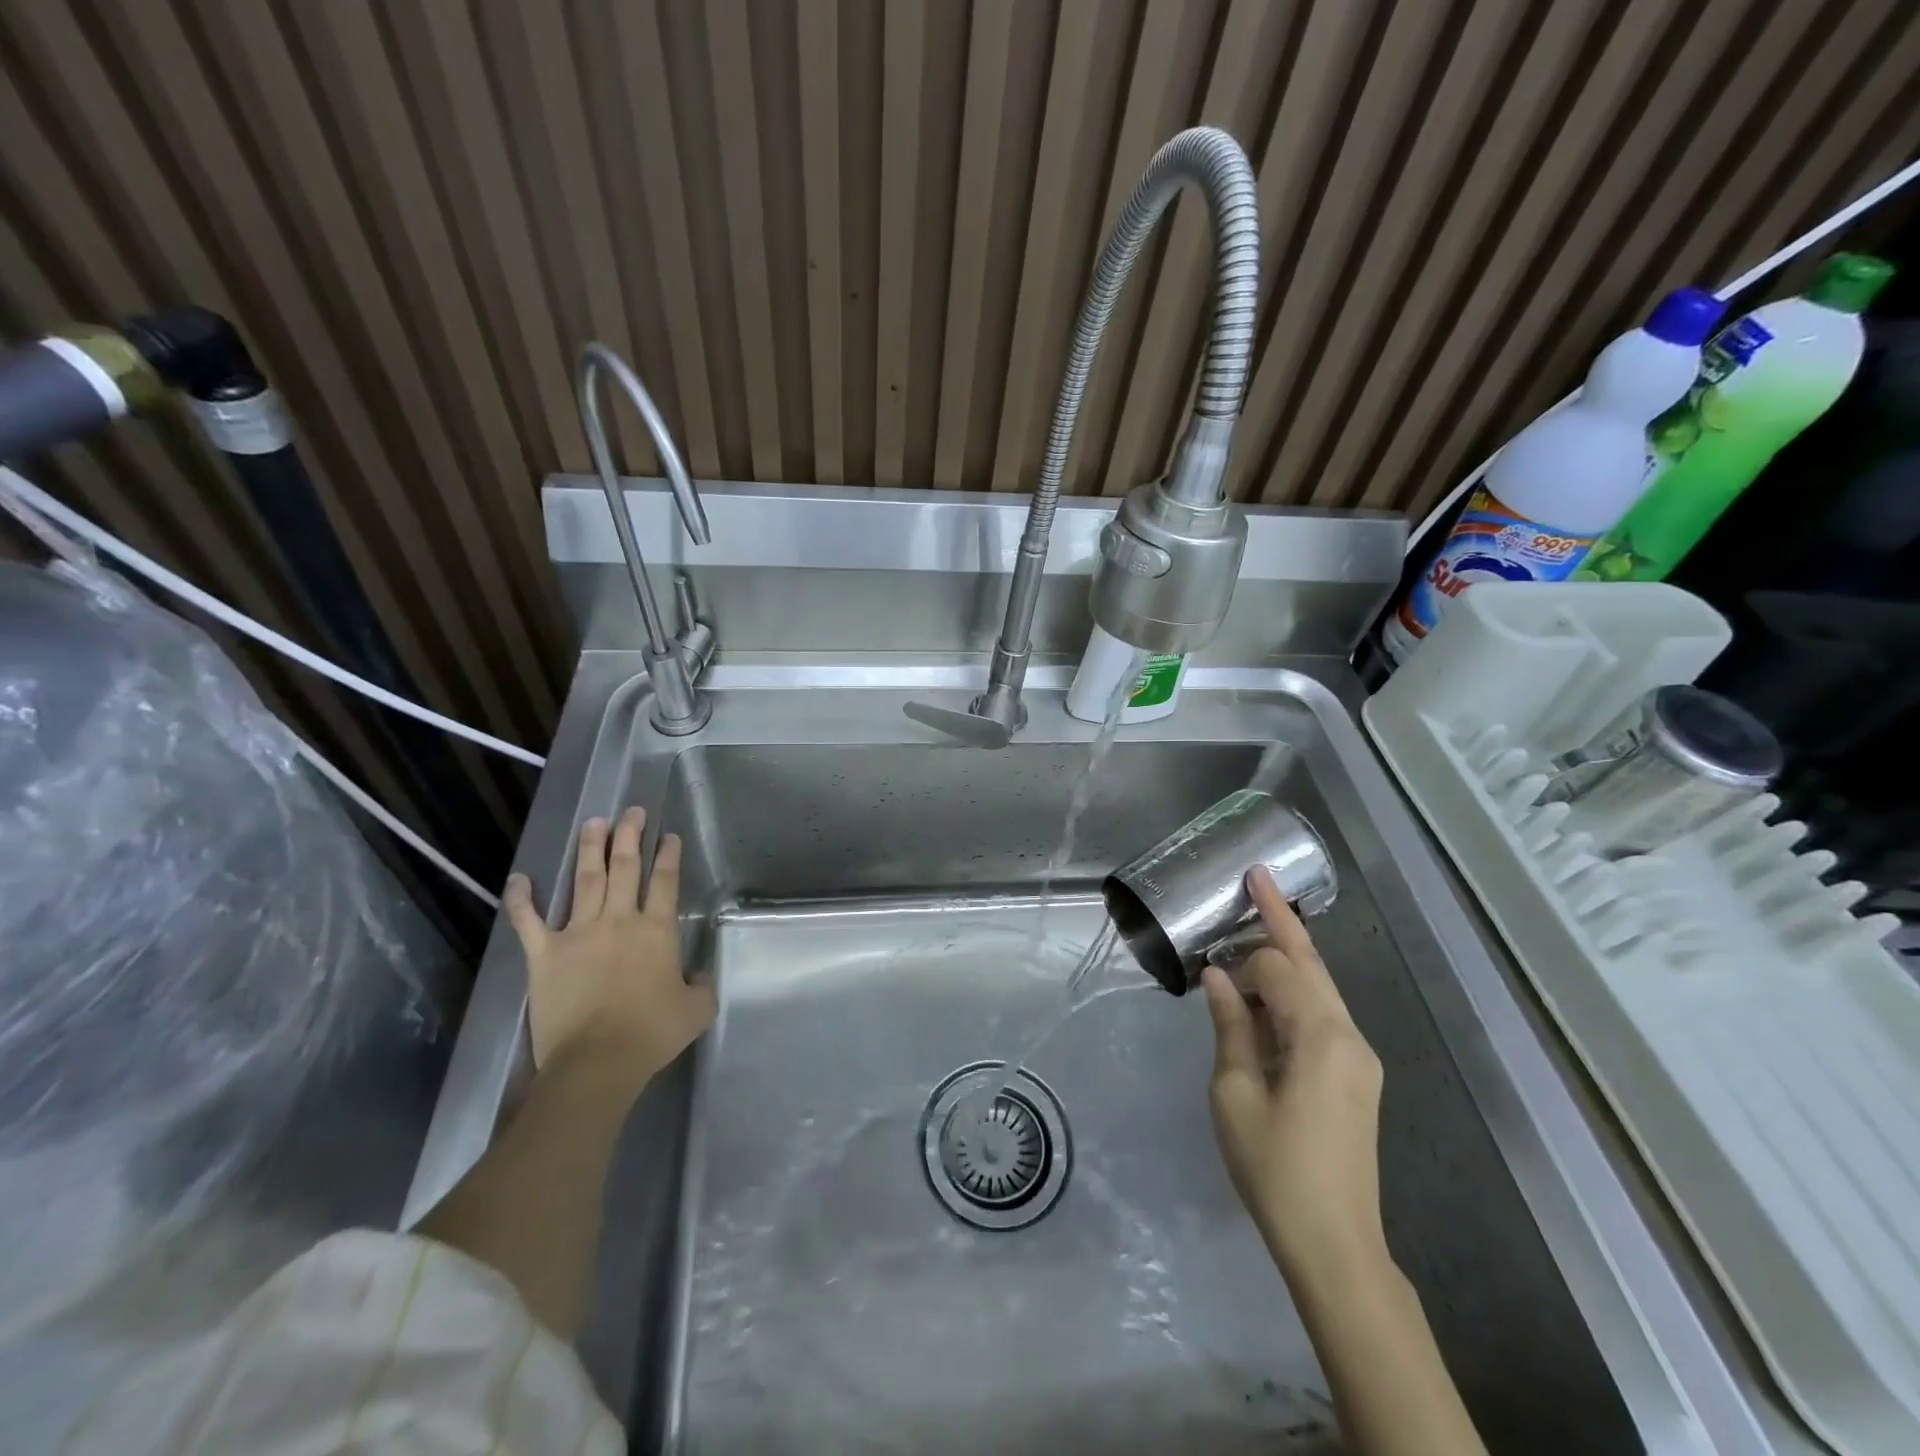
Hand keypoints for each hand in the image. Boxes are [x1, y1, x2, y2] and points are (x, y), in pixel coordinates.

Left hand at [504, 807, 715, 1096]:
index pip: (665, 881)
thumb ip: (701, 984)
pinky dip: (522, 899)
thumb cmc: (652, 1033)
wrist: (597, 1060)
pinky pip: (529, 920)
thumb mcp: (697, 1009)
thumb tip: (694, 974)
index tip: (669, 835)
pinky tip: (519, 878)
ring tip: (593, 823)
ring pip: (586, 880)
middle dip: (630, 835)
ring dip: (590, 849)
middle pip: (626, 867)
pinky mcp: (545, 954)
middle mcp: (619, 920)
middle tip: (632, 811)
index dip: (668, 855)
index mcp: (657, 930)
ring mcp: (579, 932)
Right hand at [1202, 866, 1387, 1280]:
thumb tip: (1217, 976)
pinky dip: (1294, 991)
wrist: (1335, 1244)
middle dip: (1282, 918)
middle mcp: (1348, 1036)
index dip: (1240, 960)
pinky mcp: (1355, 1077)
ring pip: (1321, 986)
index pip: (1277, 969)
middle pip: (1311, 962)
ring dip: (1288, 955)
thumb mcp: (1234, 1094)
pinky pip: (1323, 1015)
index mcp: (1320, 1036)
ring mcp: (1358, 1057)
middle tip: (1258, 875)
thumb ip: (1230, 1026)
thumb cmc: (1275, 1168)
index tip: (1206, 959)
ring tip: (1258, 921)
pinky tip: (1268, 992)